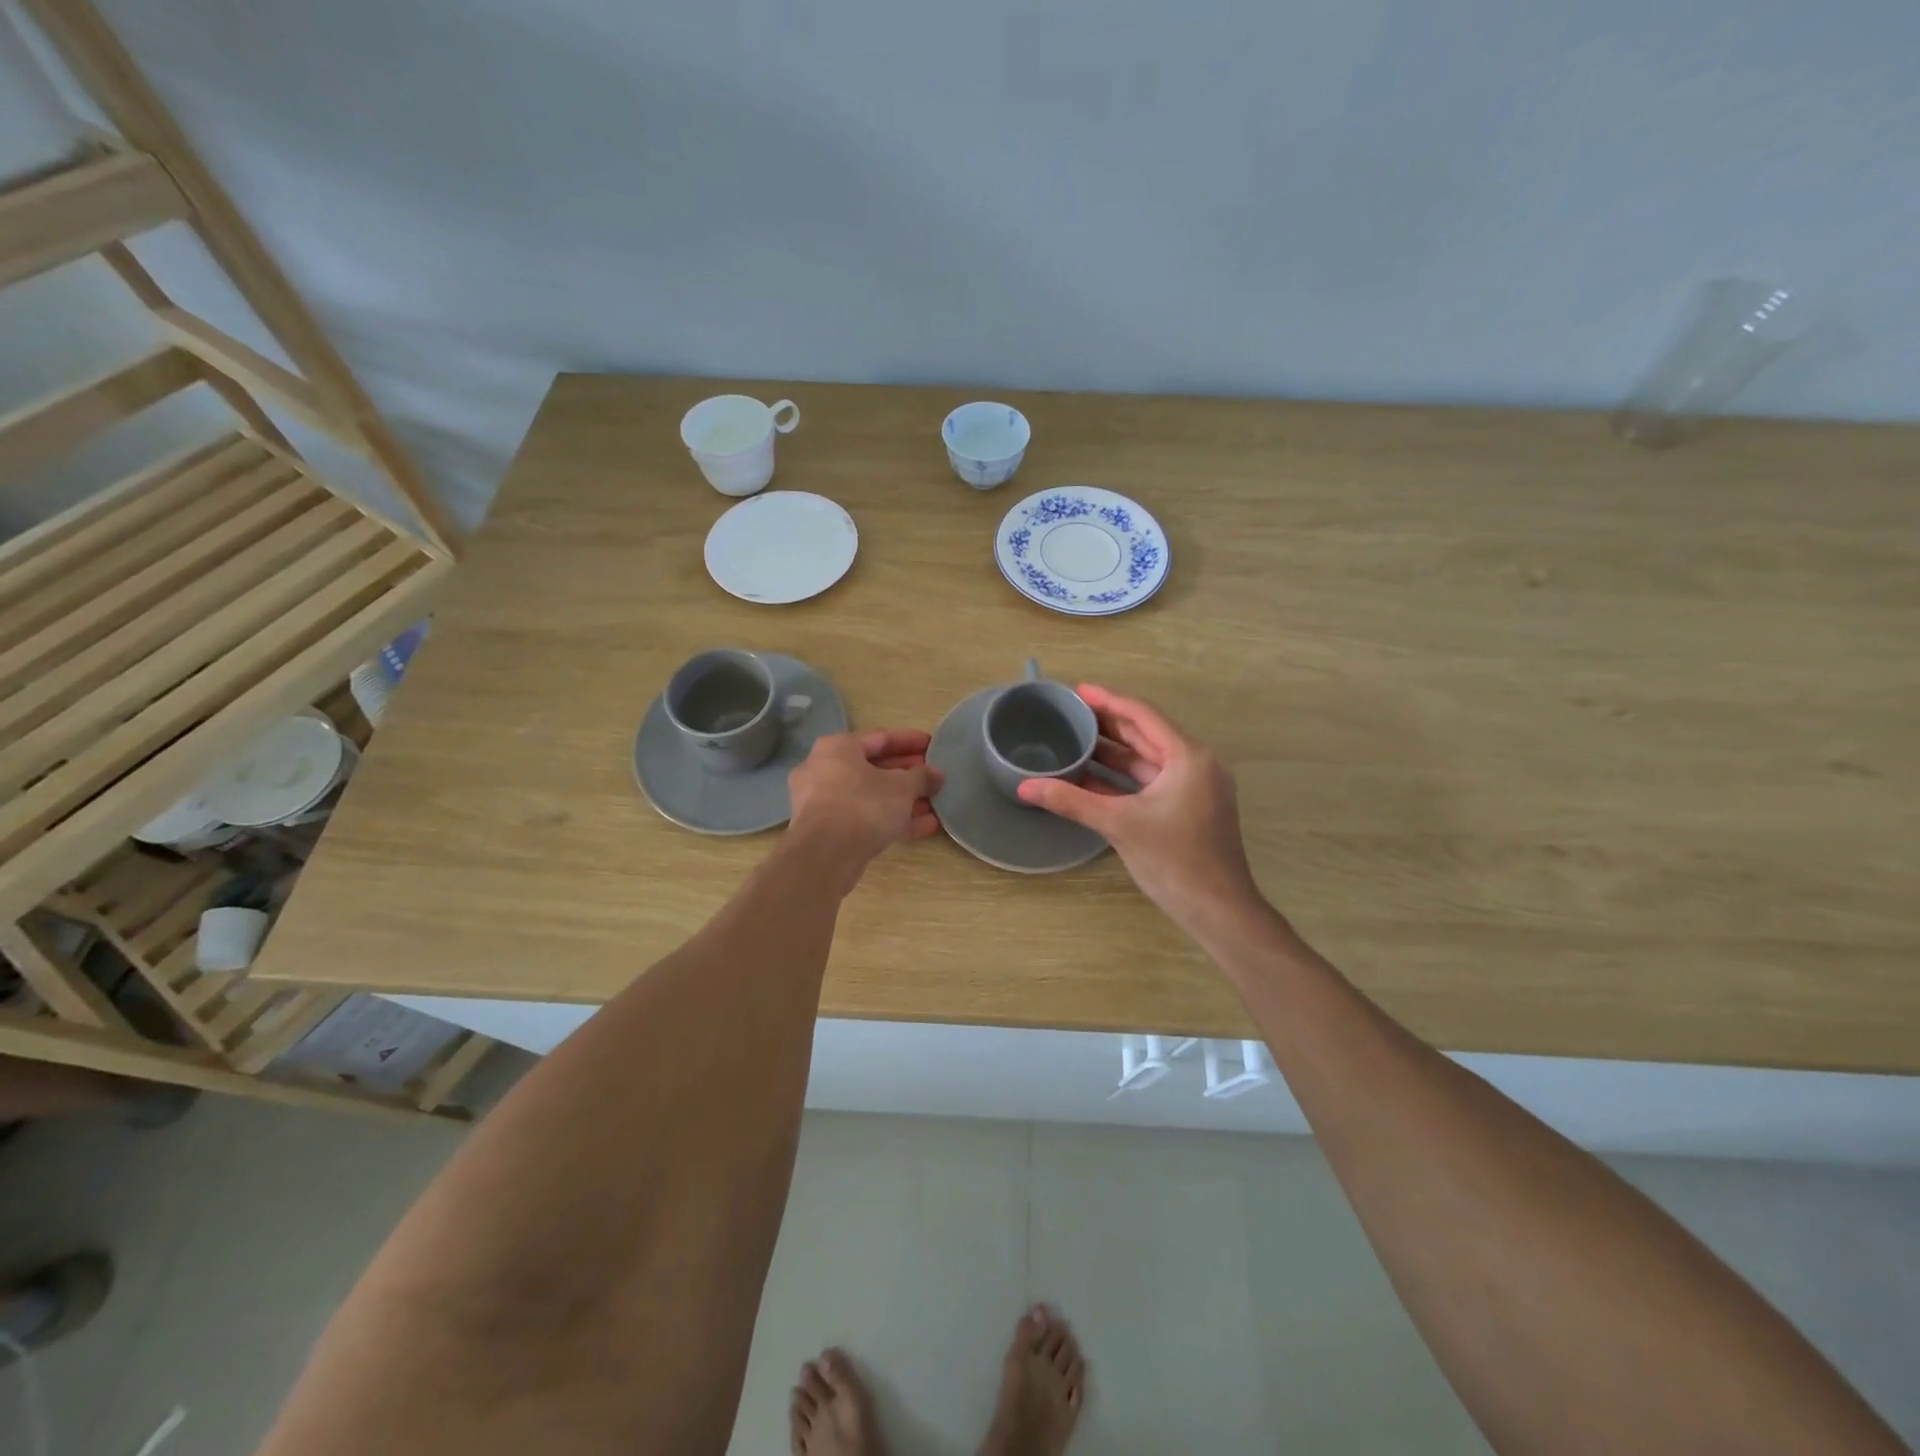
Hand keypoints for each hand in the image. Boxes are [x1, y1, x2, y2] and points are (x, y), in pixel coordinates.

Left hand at [787, 729, 942, 879]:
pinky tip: (924, 826)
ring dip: (903, 800)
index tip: (932, 744)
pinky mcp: (827, 831)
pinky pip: (864, 818)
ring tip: (934, 803)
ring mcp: (823, 802)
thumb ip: (922, 777)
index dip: (910, 741)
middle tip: (933, 776)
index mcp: (838, 748)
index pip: (881, 738)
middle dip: (907, 773)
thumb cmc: (864, 805)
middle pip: (874, 768)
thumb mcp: (902, 787)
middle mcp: (824, 769)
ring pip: (870, 796)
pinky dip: (891, 819)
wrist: (825, 855)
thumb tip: (936, 774)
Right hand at [1017, 686, 1260, 932]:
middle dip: (1108, 723)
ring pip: (1147, 759)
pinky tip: (1090, 776)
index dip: (1108, 700)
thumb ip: (1071, 801)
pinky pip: (1150, 781)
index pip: (1142, 715)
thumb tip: (1024, 786)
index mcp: (1187, 756)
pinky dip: (1122, 778)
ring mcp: (1194, 787)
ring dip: (1113, 751)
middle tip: (1070, 713)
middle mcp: (1195, 764)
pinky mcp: (1188, 807)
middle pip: (1146, 733)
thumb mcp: (1119, 825)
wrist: (1218, 910)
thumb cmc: (1174, 861)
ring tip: (1074, 739)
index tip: (1077, 691)